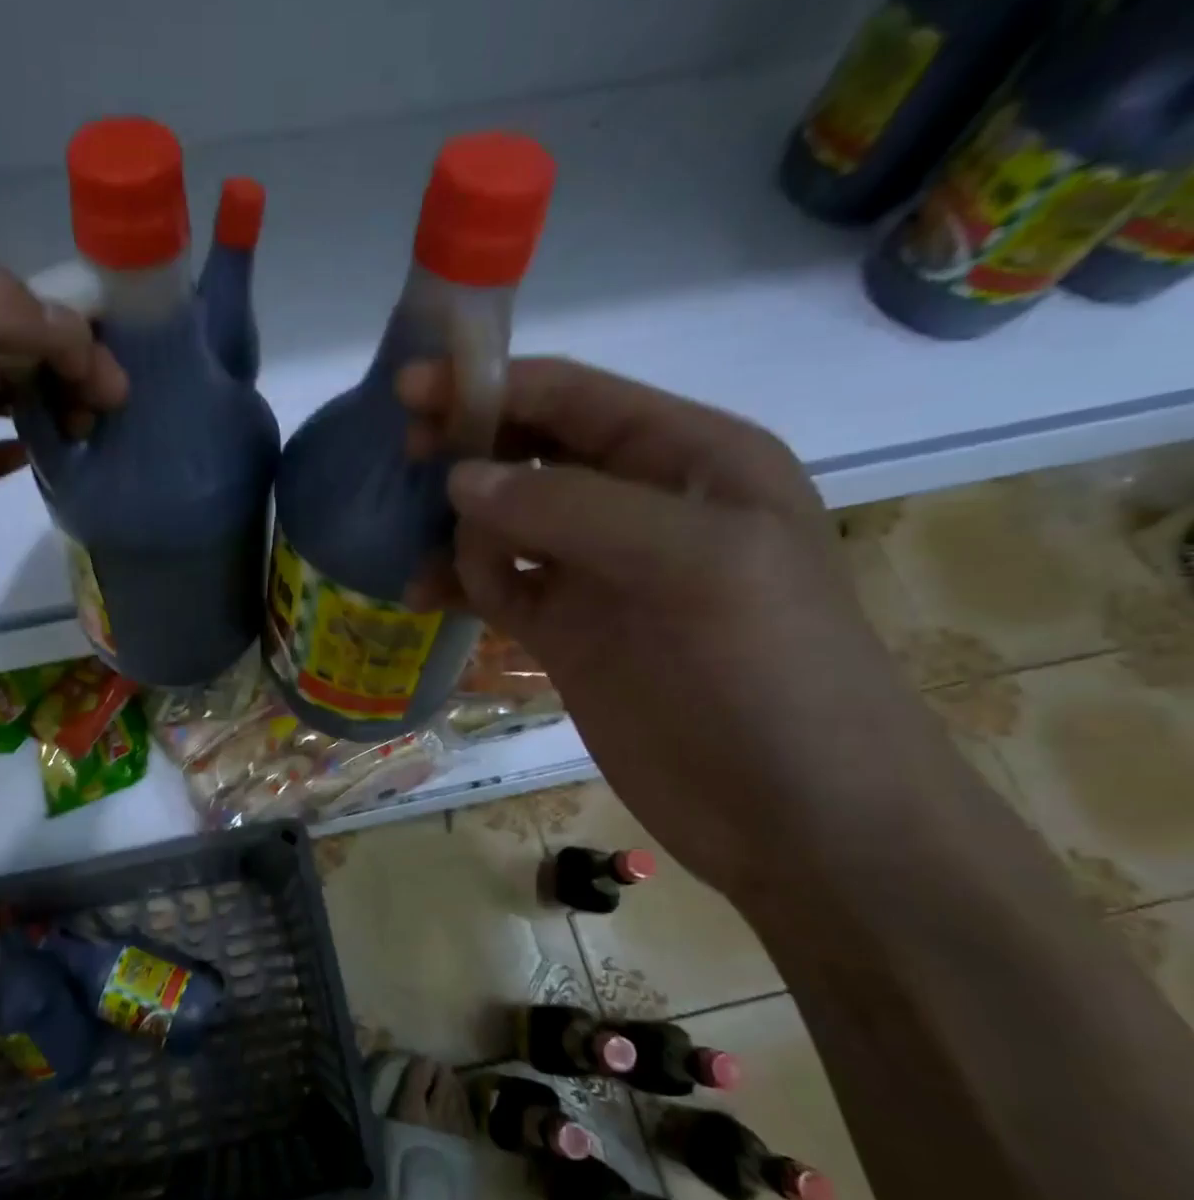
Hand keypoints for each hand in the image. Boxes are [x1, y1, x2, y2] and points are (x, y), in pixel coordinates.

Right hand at [402, 358, 946, 901]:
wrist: (796, 814)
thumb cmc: (769, 673)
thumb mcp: (693, 564)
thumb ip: (572, 510)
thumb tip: (459, 482)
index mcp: (689, 459)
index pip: (574, 399)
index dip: (492, 385)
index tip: (411, 388)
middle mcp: (637, 504)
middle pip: (530, 452)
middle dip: (467, 448)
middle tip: (402, 458)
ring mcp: (597, 572)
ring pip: (504, 521)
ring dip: (455, 524)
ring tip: (411, 547)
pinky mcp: (566, 633)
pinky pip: (495, 587)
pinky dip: (457, 582)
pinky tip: (420, 595)